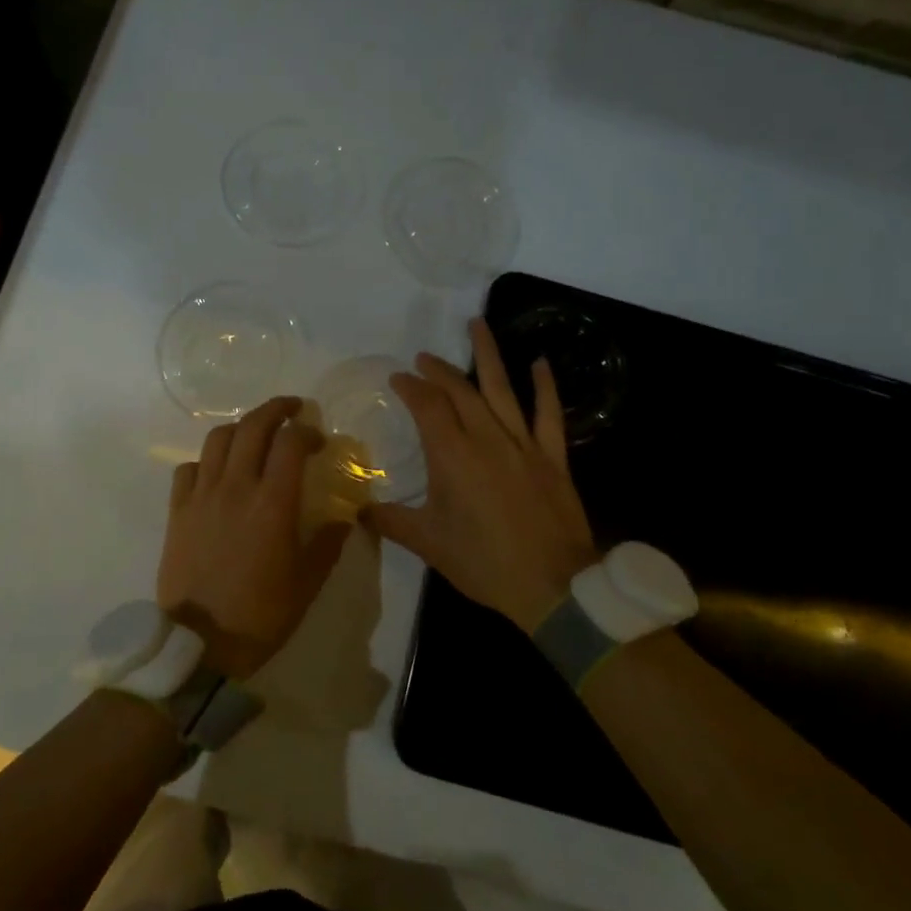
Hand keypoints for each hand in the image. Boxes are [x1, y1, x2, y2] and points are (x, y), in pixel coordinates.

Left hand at [158, 396, 352, 679]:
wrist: (200, 644)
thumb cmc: (261, 614)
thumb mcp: (308, 583)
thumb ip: (328, 544)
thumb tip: (345, 517)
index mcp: (272, 502)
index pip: (290, 442)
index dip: (307, 431)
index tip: (318, 439)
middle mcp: (235, 487)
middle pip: (252, 426)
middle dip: (275, 409)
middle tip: (291, 408)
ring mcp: (202, 496)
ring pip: (218, 439)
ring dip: (241, 428)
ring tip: (254, 434)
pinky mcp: (177, 511)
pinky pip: (188, 468)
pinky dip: (205, 461)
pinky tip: (216, 472)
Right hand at [364, 319, 596, 633]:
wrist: (552, 586)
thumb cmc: (484, 563)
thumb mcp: (428, 544)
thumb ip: (390, 521)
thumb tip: (358, 510)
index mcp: (452, 456)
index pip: (427, 406)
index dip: (411, 387)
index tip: (399, 378)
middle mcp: (486, 439)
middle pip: (460, 391)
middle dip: (440, 370)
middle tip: (425, 357)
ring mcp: (523, 444)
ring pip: (502, 389)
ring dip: (488, 355)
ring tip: (477, 324)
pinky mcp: (552, 457)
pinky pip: (549, 414)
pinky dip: (545, 387)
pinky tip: (539, 362)